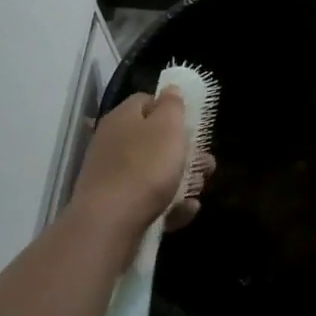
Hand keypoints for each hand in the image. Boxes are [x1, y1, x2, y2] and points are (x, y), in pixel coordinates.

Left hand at [70, 90, 200, 240]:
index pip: (147, 101)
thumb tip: (170, 90)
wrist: (109, 226)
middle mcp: (114, 143)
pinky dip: (169, 205)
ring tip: (199, 189)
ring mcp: (113, 177)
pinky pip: (149, 200)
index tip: (192, 124)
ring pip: (155, 172)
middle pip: (155, 140)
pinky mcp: (117, 208)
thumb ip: (172, 105)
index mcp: (123, 118)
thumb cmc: (144, 168)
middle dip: (185, 152)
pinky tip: (186, 211)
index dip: (172, 109)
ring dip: (182, 180)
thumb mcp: (167, 127)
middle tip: (206, 163)